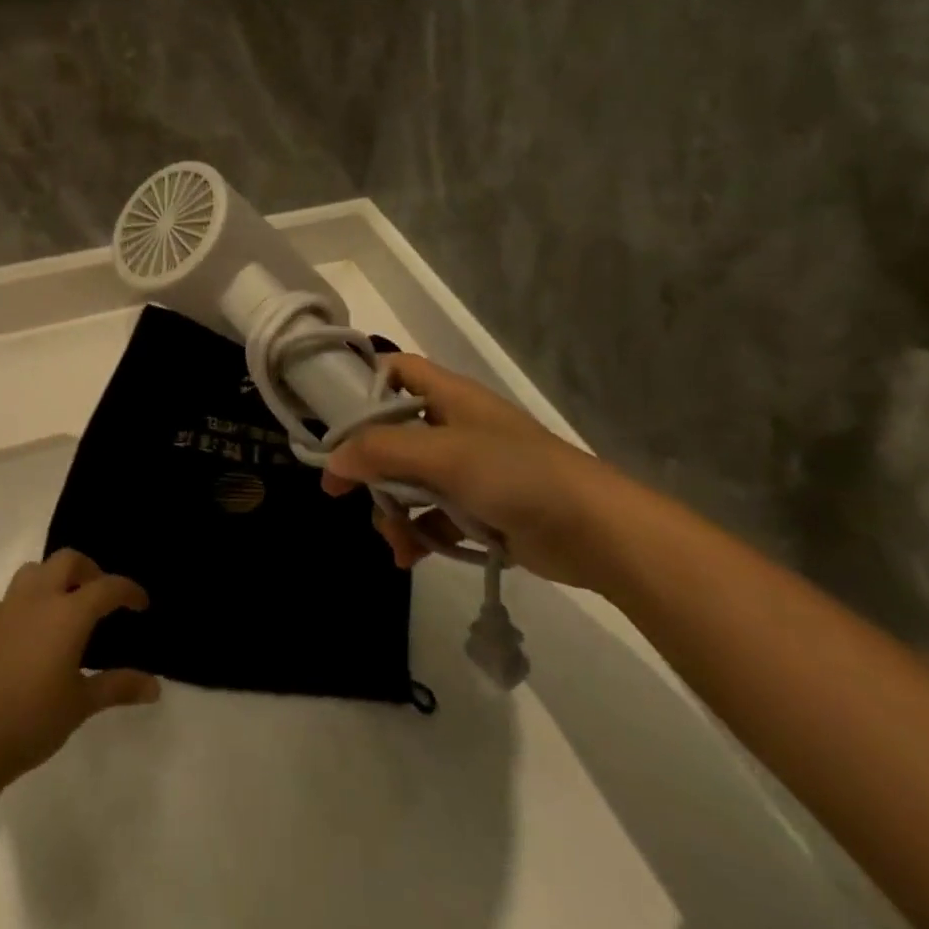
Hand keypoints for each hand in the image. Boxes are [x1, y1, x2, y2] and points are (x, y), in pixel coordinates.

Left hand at [0, 550, 157, 787]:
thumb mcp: (82, 704)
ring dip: (51, 579)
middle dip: (88, 570)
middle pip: (67, 560)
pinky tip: (18, 630)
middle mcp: (37, 599)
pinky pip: (1, 601)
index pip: (107, 587)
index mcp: (68, 614)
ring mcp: (4, 608)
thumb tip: (155, 687)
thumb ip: (118, 687)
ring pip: (32, 571)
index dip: (129, 591)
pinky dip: (15, 606)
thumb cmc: (33, 721)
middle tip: (98, 596)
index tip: (140, 604)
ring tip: (60, 606)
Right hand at [320, 354, 639, 590]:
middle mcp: (454, 426)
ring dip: (392, 509)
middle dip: (369, 465)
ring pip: (410, 480)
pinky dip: (417, 534)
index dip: (364, 385)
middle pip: (394, 433)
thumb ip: (384, 451)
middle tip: (340, 492)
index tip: (332, 418)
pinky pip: (433, 516)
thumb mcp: (445, 455)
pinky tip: (408, 557)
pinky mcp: (479, 509)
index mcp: (450, 397)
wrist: (596, 532)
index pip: (397, 370)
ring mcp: (468, 470)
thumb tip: (333, 461)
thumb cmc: (517, 475)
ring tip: (393, 540)